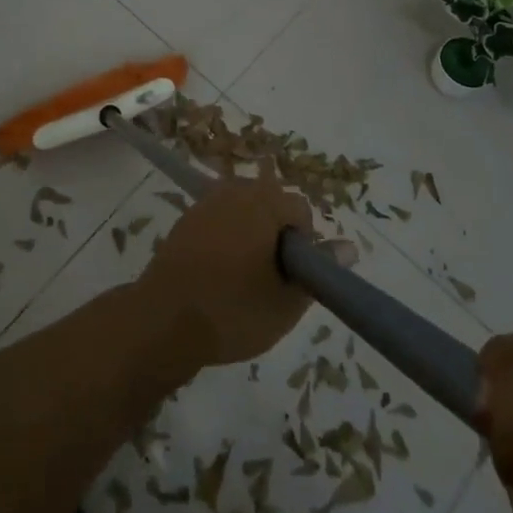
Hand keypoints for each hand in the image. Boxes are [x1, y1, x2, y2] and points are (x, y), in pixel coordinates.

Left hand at [135, 178, 333, 366]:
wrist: (163, 321)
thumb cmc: (233, 310)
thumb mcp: (287, 301)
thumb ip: (320, 271)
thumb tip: (349, 248)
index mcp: (264, 202)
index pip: (300, 210)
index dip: (304, 245)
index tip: (292, 278)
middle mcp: (234, 191)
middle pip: (271, 204)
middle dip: (277, 236)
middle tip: (270, 280)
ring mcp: (206, 203)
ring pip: (244, 212)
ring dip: (251, 236)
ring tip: (244, 280)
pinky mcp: (185, 220)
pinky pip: (219, 221)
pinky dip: (226, 240)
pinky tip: (218, 275)